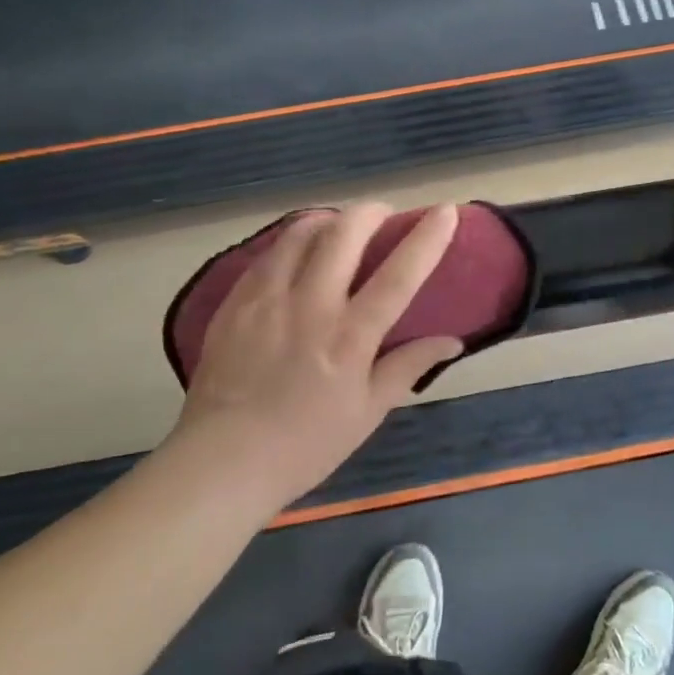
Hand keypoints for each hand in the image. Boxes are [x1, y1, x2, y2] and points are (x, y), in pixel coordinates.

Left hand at [171, 203, 464, 508]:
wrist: (221, 462)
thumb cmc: (305, 445)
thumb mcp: (368, 412)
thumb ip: (408, 366)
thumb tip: (452, 341)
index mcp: (350, 337)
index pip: (398, 275)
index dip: (426, 238)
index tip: (445, 211)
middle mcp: (310, 306)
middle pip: (344, 234)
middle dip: (370, 211)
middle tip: (382, 215)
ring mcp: (266, 299)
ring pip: (300, 233)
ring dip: (328, 219)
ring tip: (339, 227)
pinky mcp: (234, 302)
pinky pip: (268, 254)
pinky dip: (291, 242)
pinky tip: (297, 253)